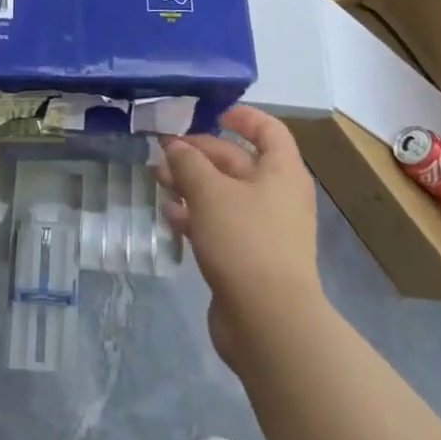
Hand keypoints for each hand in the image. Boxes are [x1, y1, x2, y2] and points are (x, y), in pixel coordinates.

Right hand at [157, 105, 323, 368]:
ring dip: (192, 185)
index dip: (242, 116)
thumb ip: (188, 162)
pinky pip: (221, 225)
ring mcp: (265, 230)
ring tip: (159, 182)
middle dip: (199, 154)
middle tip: (163, 153)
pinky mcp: (250, 260)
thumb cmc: (245, 241)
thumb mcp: (209, 191)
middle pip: (238, 161)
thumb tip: (174, 145)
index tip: (210, 114)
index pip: (268, 130)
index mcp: (281, 171)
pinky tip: (170, 217)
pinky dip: (197, 216)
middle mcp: (278, 196)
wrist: (270, 325)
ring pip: (225, 194)